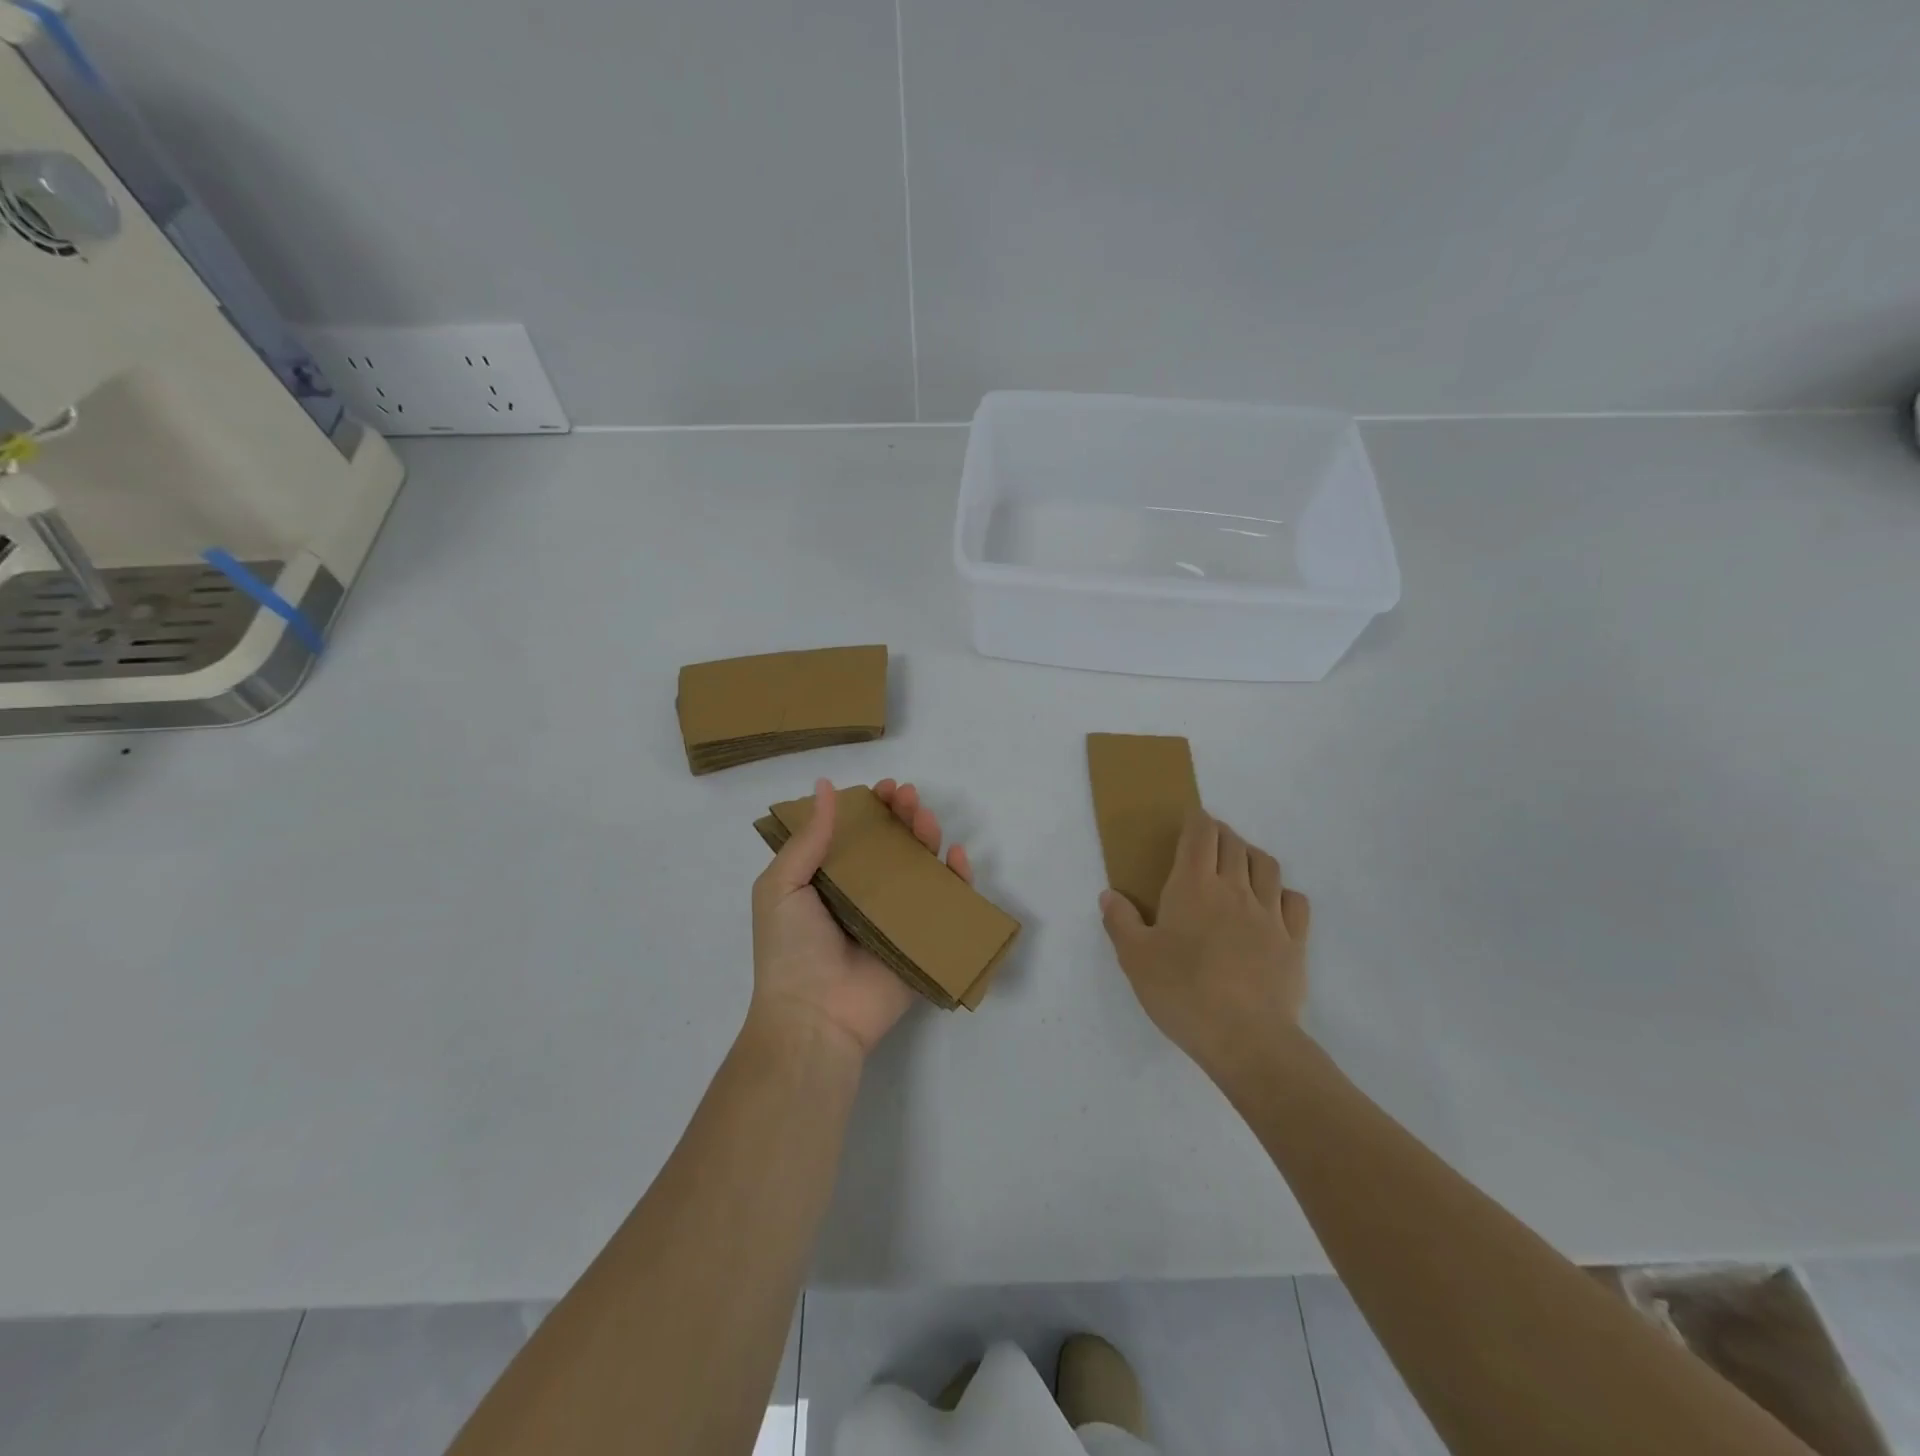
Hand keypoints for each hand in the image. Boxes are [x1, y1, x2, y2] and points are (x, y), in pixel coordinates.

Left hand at [750, 778, 972, 1059]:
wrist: (814, 1016)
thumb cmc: (791, 949)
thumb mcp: (781, 886)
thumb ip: (807, 839)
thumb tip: (825, 786)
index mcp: (830, 881)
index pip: (856, 834)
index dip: (871, 808)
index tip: (883, 789)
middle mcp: (866, 895)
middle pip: (893, 845)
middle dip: (903, 815)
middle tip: (908, 796)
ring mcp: (897, 917)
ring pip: (921, 868)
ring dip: (928, 836)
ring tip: (926, 817)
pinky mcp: (923, 940)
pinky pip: (947, 905)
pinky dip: (958, 878)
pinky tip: (956, 855)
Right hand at [1099, 808, 1310, 1082]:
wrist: (1246, 1038)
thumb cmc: (1183, 992)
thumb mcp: (1135, 959)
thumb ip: (1121, 922)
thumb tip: (1109, 894)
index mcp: (1193, 886)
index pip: (1200, 835)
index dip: (1197, 820)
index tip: (1190, 819)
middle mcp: (1234, 889)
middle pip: (1233, 844)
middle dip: (1221, 834)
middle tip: (1208, 841)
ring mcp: (1269, 914)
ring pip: (1266, 866)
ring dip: (1251, 855)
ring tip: (1240, 864)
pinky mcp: (1294, 941)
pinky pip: (1295, 902)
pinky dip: (1283, 892)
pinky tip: (1273, 904)